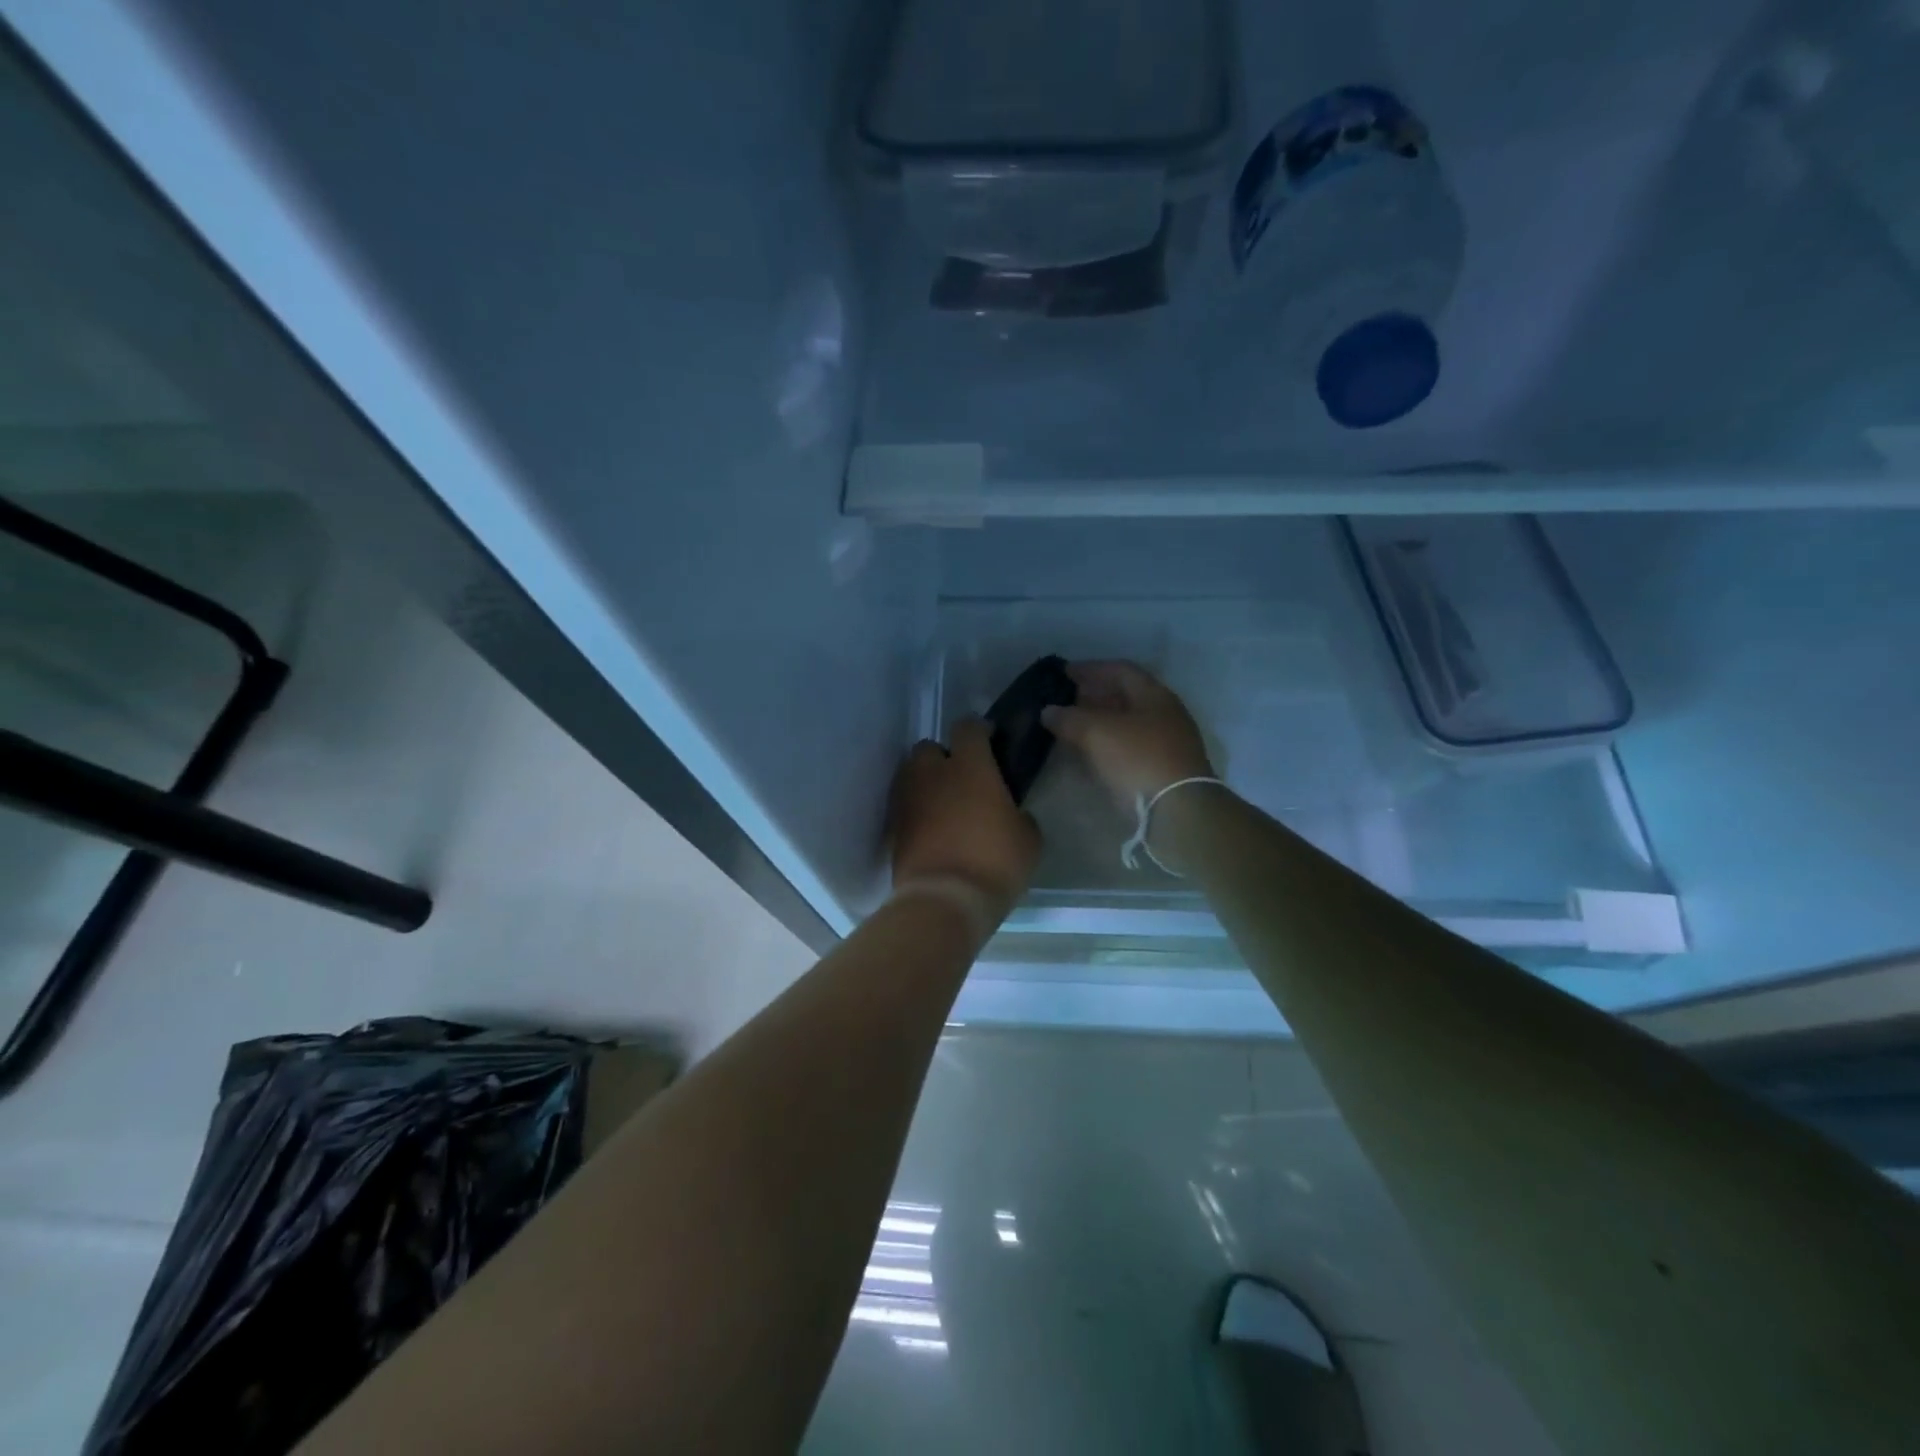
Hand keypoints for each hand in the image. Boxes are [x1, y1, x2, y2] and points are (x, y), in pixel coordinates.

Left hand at [889, 718, 1040, 915]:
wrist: (944, 901)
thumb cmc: (994, 861)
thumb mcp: (1029, 838)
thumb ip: (1018, 814)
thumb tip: (1009, 813)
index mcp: (970, 766)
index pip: (968, 727)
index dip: (980, 730)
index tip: (991, 742)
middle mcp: (932, 773)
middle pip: (930, 748)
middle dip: (943, 758)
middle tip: (963, 780)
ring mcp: (907, 799)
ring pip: (912, 776)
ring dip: (927, 784)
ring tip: (945, 807)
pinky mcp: (893, 827)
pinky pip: (905, 807)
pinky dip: (916, 812)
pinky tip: (932, 831)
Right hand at [1042, 661, 1214, 808]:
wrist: (1178, 811)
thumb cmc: (1138, 759)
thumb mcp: (1097, 732)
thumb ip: (1069, 718)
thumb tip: (1048, 710)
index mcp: (1155, 695)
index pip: (1121, 669)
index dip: (1091, 668)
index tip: (1064, 673)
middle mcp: (1165, 714)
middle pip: (1126, 697)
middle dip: (1094, 696)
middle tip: (1066, 700)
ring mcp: (1167, 744)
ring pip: (1127, 725)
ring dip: (1099, 723)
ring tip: (1072, 728)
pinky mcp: (1163, 770)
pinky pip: (1130, 749)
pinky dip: (1107, 746)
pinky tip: (1089, 754)